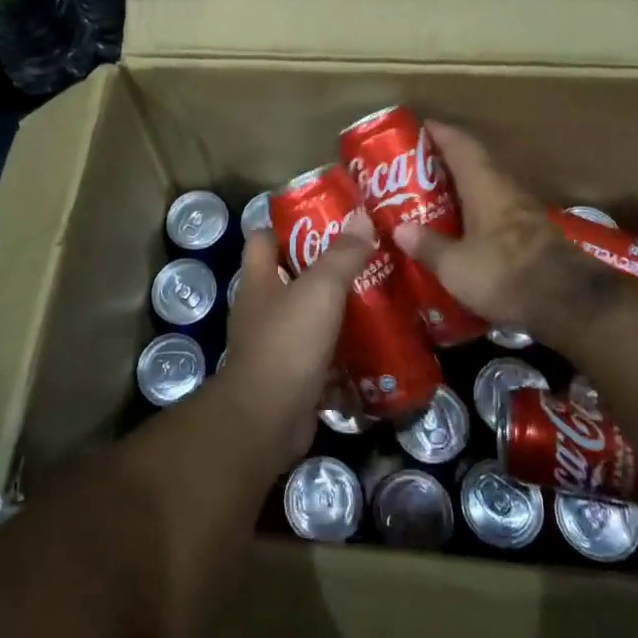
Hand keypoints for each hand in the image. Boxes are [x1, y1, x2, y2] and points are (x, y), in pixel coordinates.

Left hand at [216, 209, 374, 467]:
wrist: (267, 421)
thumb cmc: (287, 343)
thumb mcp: (320, 290)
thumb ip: (342, 255)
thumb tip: (362, 217)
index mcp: (258, 280)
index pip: (263, 237)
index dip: (289, 225)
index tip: (328, 219)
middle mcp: (261, 309)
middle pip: (292, 277)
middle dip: (326, 268)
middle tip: (367, 258)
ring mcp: (275, 345)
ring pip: (310, 318)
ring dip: (339, 313)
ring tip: (379, 299)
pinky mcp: (292, 377)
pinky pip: (322, 358)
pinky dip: (344, 355)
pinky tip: (376, 348)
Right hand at [391, 121, 621, 340]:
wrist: (571, 304)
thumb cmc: (507, 274)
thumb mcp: (455, 266)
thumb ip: (428, 246)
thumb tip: (400, 229)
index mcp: (485, 185)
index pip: (461, 145)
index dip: (439, 132)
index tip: (418, 126)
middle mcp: (505, 190)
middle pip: (474, 164)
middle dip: (444, 162)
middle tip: (413, 169)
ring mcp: (523, 213)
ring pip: (485, 189)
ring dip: (460, 189)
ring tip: (430, 198)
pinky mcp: (531, 237)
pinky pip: (494, 212)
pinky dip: (473, 213)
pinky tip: (459, 229)